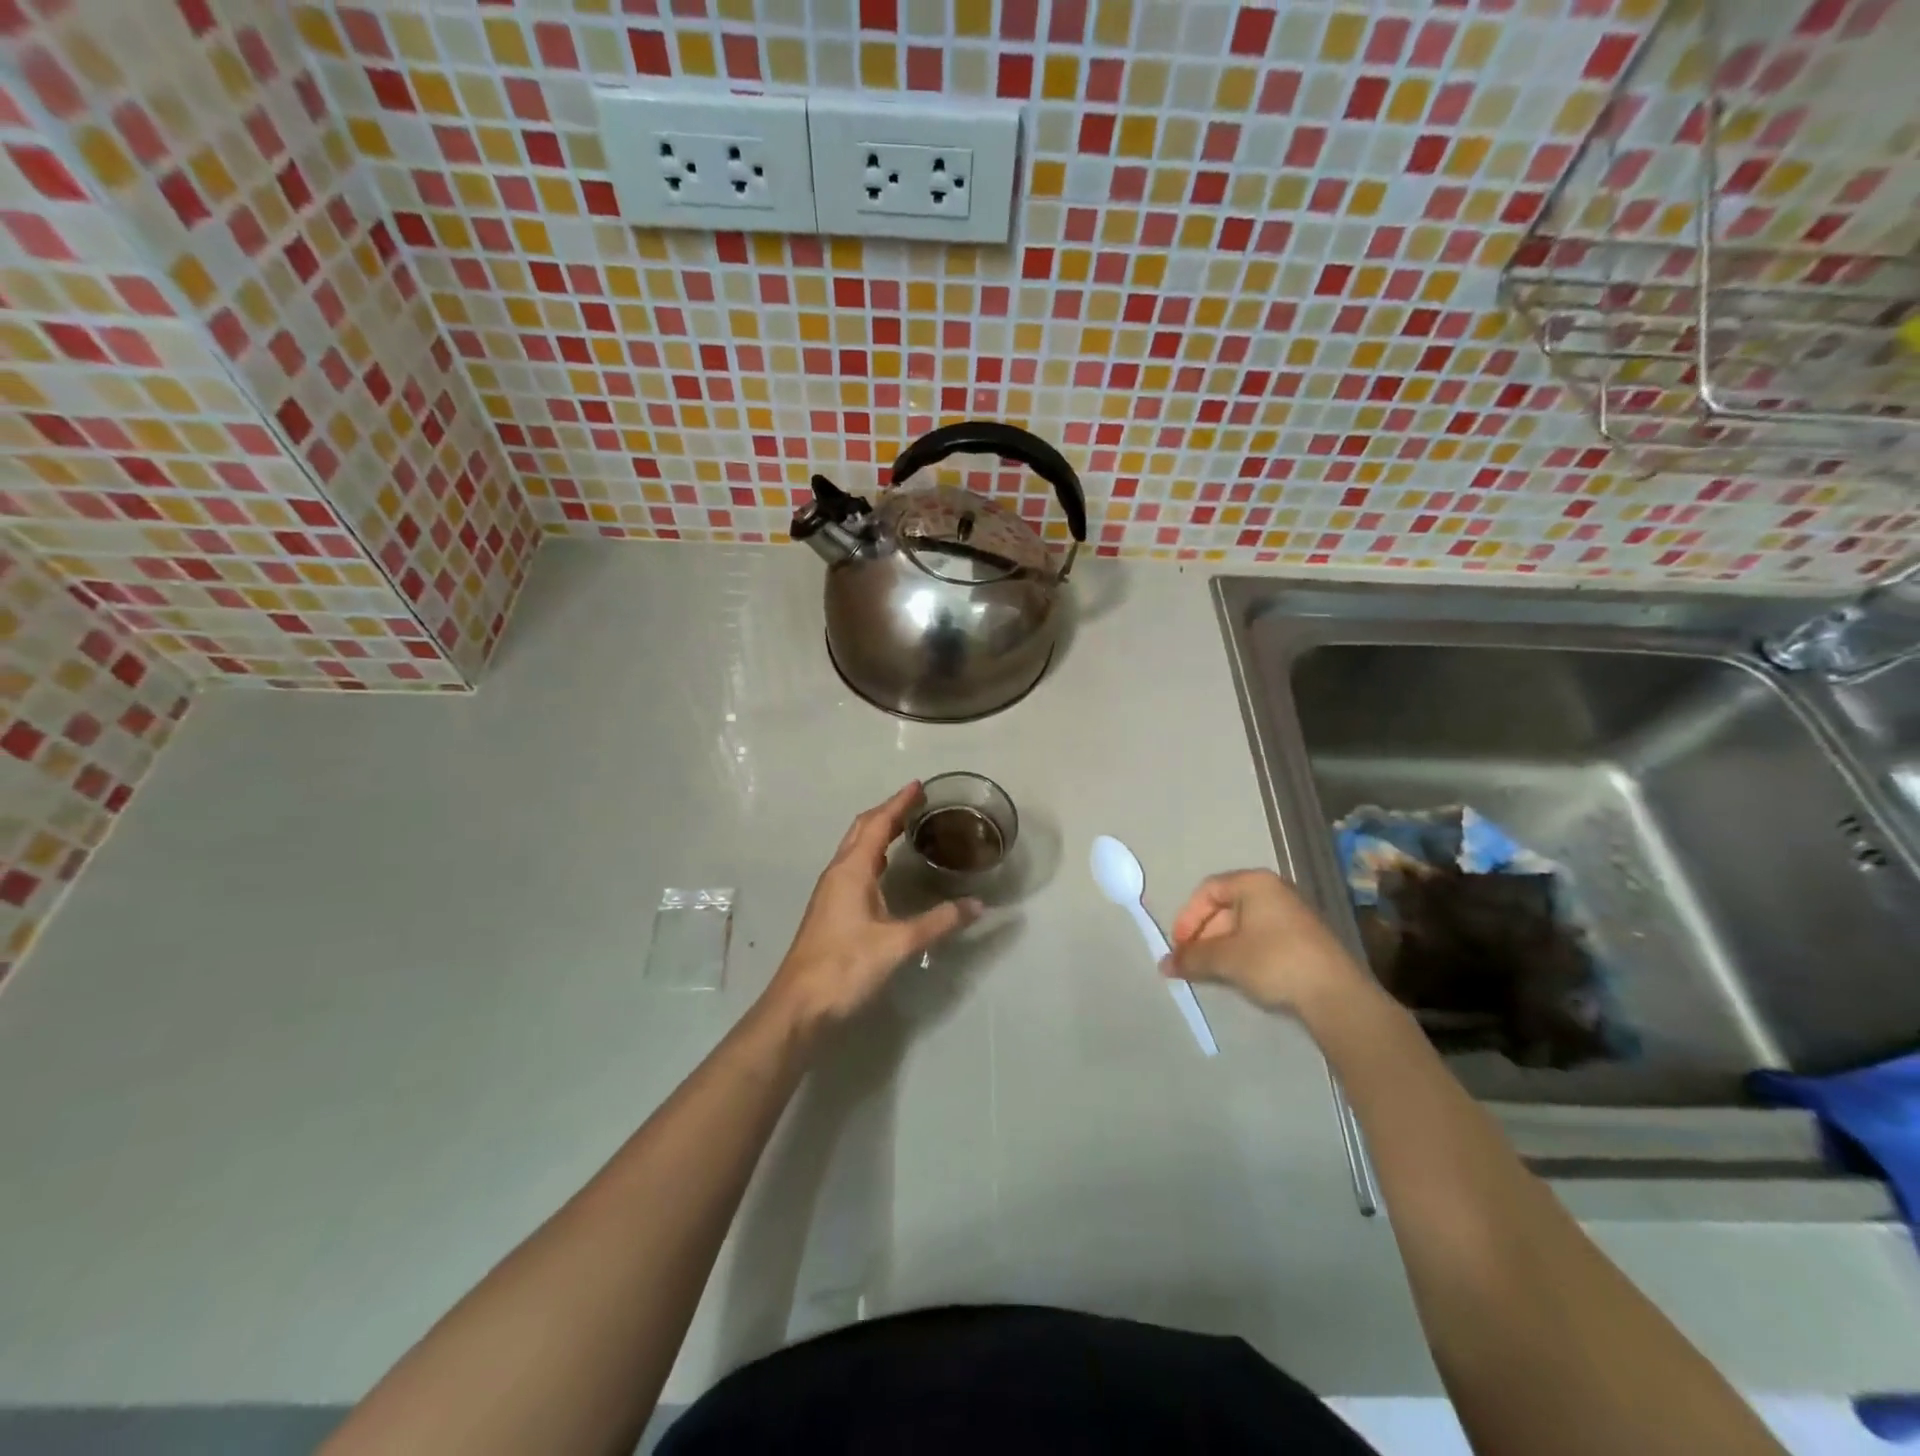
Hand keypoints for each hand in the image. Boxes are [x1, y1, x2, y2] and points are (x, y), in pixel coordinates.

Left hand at [761, 783, 980, 1036]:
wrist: (799, 1007)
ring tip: (905, 828)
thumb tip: (977, 905)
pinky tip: (886, 870)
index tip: (918, 786)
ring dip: (878, 833)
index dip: (898, 803)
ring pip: (855, 849)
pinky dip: (873, 856)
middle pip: (862, 830)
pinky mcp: (831, 910)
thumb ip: (938, 922)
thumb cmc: (845, 967)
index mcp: (851, 871)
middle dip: (887, 812)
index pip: (877, 824)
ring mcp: (831, 892)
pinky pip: (854, 867)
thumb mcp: (898, 944)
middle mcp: (838, 873)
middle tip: (915, 802)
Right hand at [1165, 869, 1365, 1016]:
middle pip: (1226, 906)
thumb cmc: (1274, 962)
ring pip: (1244, 923)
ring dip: (1222, 945)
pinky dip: (1244, 951)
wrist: (1335, 994)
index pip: (1208, 890)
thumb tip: (1164, 964)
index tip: (1180, 945)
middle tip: (1193, 961)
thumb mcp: (1226, 959)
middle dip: (1204, 934)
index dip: (1188, 917)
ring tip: (1212, 971)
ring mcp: (1292, 913)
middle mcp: (1274, 890)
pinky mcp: (1304, 937)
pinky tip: (1239, 974)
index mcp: (1254, 882)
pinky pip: (1262, 936)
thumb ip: (1192, 958)